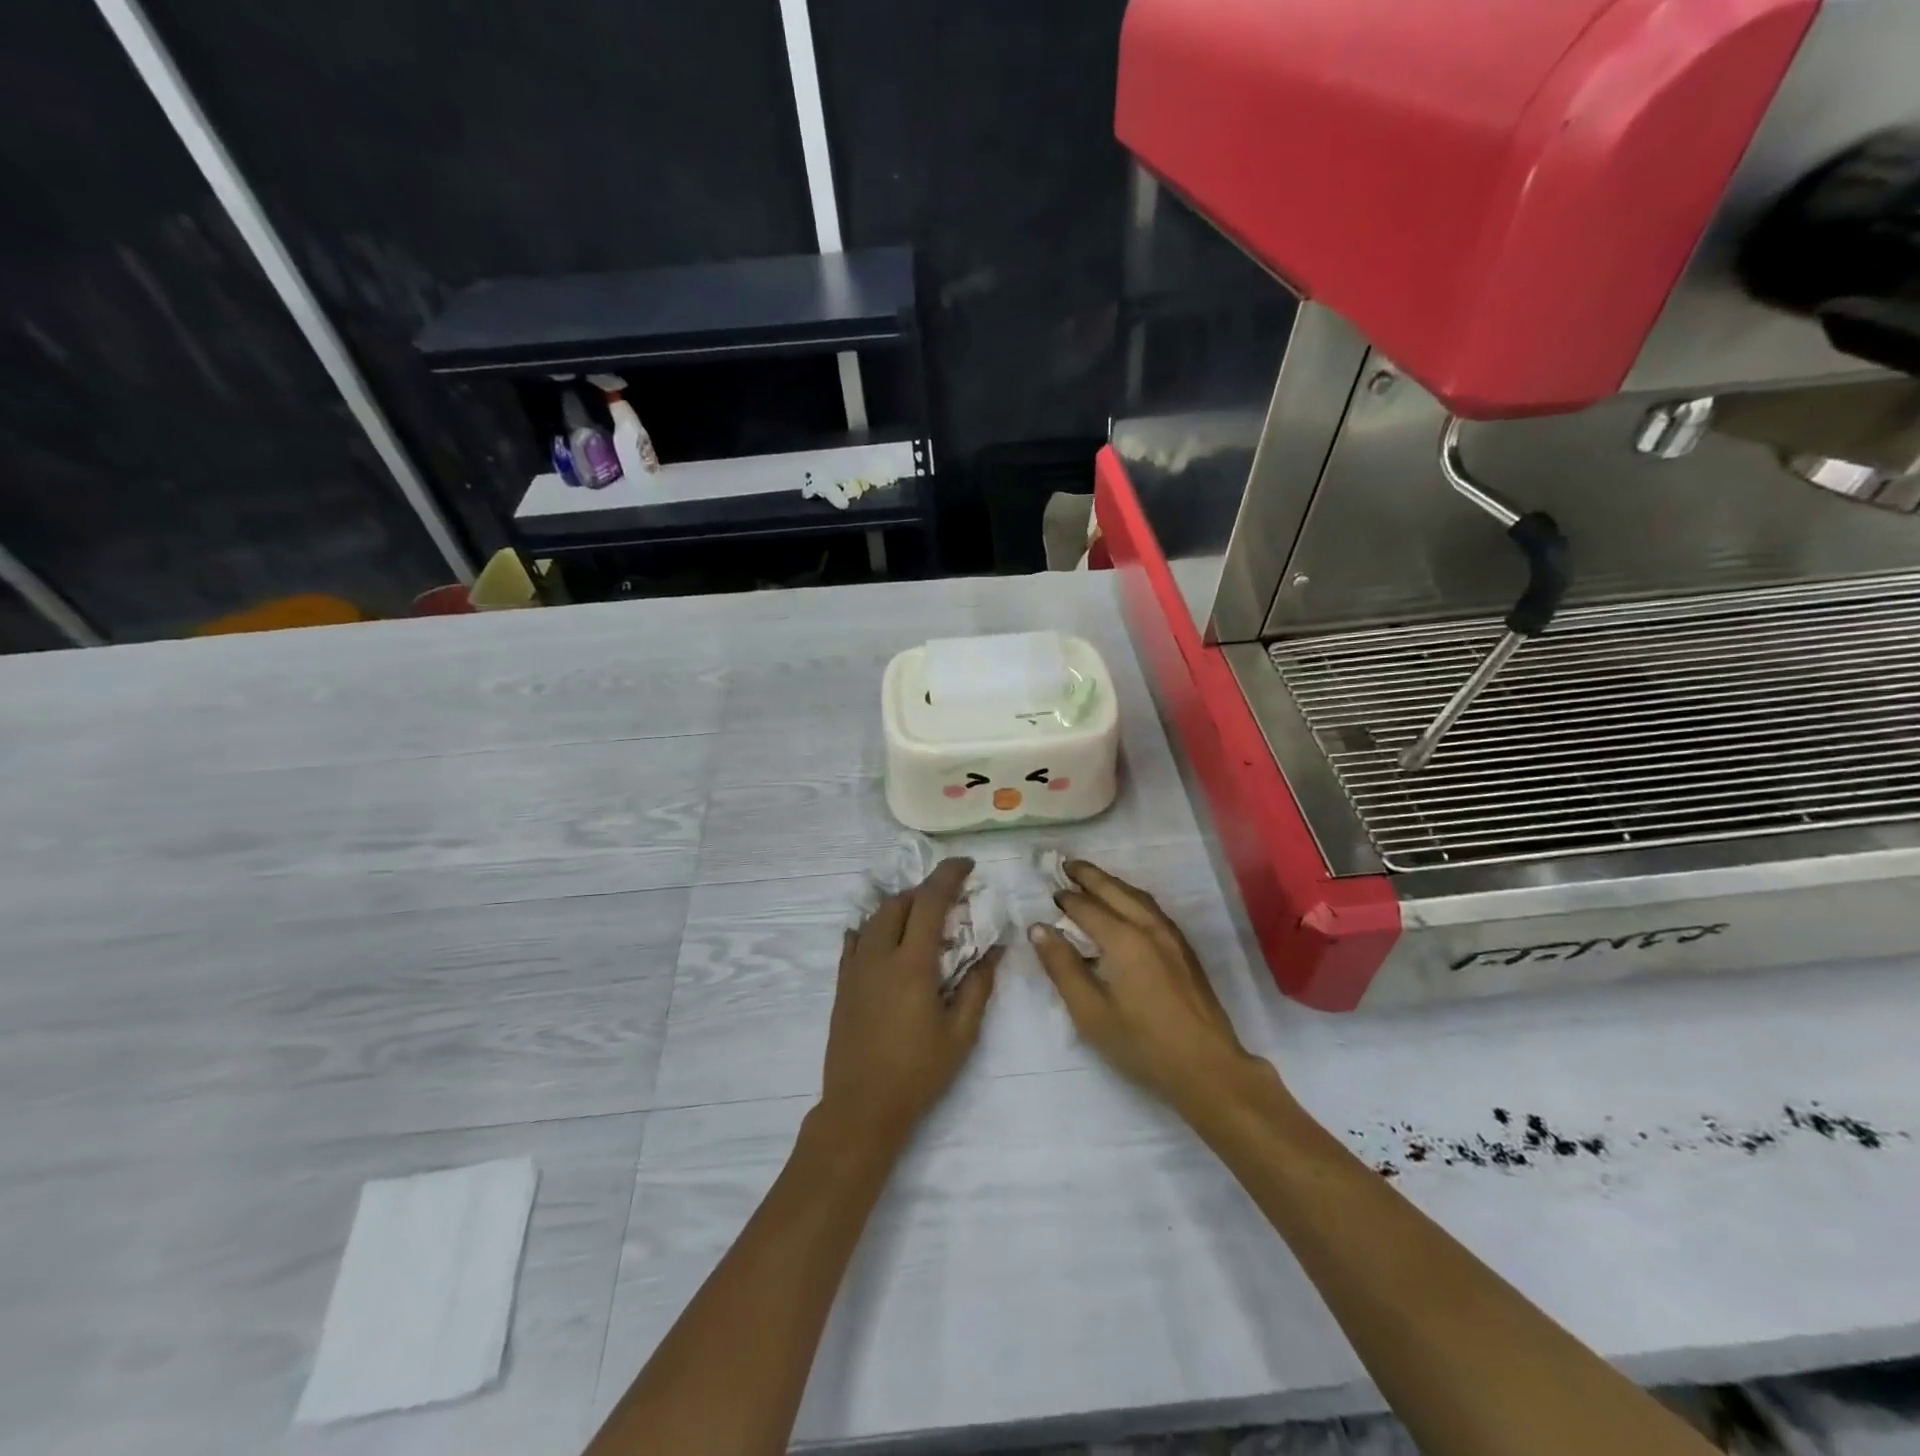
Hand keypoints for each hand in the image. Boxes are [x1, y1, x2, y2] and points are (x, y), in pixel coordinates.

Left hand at [819, 857, 1000, 1150]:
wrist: (861, 1108)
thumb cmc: (917, 1073)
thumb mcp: (960, 1034)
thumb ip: (978, 986)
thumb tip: (995, 949)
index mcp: (911, 965)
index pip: (930, 902)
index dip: (948, 876)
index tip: (966, 864)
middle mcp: (879, 956)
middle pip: (899, 903)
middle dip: (925, 890)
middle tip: (950, 897)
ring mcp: (856, 968)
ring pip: (875, 918)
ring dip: (901, 906)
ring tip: (922, 917)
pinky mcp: (843, 983)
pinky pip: (856, 940)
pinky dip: (875, 927)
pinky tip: (886, 937)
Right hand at [1031, 860, 1258, 1114]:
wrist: (1207, 1066)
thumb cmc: (1142, 1043)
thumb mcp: (1090, 1012)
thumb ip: (1062, 967)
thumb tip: (1039, 929)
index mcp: (1123, 939)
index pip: (1086, 907)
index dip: (1065, 899)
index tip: (1048, 894)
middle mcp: (1148, 927)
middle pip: (1114, 890)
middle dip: (1089, 876)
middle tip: (1066, 865)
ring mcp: (1171, 936)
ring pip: (1137, 896)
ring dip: (1111, 883)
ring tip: (1092, 879)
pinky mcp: (1184, 948)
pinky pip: (1152, 908)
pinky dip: (1131, 896)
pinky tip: (1126, 906)